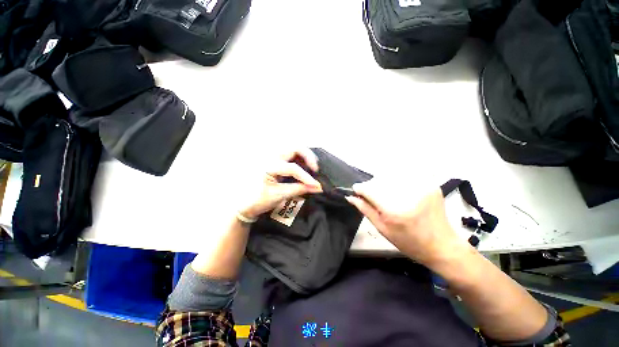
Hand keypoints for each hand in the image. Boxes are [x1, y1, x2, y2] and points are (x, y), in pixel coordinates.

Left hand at [238, 149, 321, 219]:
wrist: (243, 203)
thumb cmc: (258, 200)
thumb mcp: (280, 195)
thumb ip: (300, 189)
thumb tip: (318, 187)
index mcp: (268, 165)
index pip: (293, 168)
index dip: (306, 177)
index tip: (317, 185)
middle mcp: (270, 156)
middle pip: (294, 148)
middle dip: (308, 156)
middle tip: (315, 168)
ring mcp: (271, 157)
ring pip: (292, 149)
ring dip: (304, 156)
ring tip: (311, 167)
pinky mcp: (274, 160)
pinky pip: (289, 154)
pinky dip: (299, 159)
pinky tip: (303, 167)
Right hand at [346, 181, 468, 267]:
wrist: (442, 245)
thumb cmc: (409, 242)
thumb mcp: (383, 229)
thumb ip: (365, 210)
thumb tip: (351, 197)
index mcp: (395, 211)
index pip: (369, 189)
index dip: (360, 189)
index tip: (356, 191)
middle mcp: (408, 195)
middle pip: (378, 180)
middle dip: (371, 187)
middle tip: (372, 197)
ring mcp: (421, 187)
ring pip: (390, 176)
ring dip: (383, 183)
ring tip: (387, 196)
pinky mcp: (429, 184)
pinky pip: (404, 176)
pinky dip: (396, 182)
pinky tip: (399, 192)